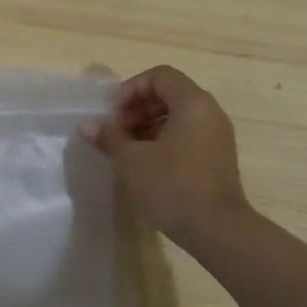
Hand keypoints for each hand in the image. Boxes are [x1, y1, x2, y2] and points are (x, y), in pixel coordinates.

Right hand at [83, 65, 249, 243]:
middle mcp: (210, 111)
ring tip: (129, 149)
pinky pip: (189, 133)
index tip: (115, 114)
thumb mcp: (132, 161)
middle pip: (170, 93)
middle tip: (118, 132)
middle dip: (139, 107)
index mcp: (192, 102)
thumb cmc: (173, 187)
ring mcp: (218, 134)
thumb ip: (110, 138)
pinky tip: (149, 163)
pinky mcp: (219, 156)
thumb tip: (88, 126)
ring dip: (150, 124)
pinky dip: (166, 138)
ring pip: (180, 114)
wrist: (218, 230)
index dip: (132, 89)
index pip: (160, 76)